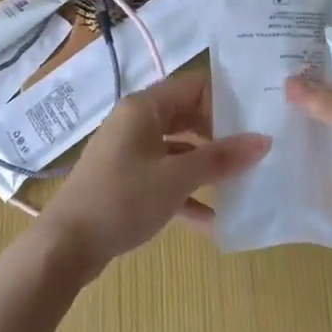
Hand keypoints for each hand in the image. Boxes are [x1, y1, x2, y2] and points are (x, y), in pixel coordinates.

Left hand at [39, 70, 270, 279]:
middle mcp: (135, 123)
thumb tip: (264, 140)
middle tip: (255, 152)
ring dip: (206, 166)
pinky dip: (187, 192)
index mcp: (143, 108)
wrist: (67, 245)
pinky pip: (165, 177)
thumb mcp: (176, 178)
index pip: (193, 86)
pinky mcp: (127, 180)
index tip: (256, 120)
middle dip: (220, 135)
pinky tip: (214, 220)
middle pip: (187, 117)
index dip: (225, 99)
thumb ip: (220, 158)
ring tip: (243, 182)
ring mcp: (129, 152)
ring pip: (178, 149)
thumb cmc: (122, 199)